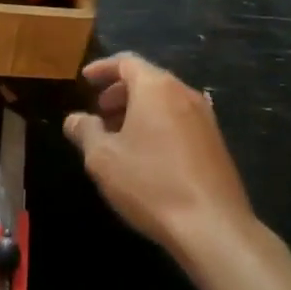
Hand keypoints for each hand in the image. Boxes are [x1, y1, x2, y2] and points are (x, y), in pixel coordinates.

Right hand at [63, 54, 253, 262]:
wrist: (213, 227)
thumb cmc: (151, 183)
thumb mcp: (103, 158)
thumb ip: (85, 131)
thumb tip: (74, 119)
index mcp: (156, 88)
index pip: (126, 62)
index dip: (102, 68)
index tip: (85, 80)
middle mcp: (184, 94)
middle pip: (148, 79)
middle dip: (120, 91)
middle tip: (99, 111)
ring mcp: (205, 118)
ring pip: (165, 101)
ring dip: (139, 110)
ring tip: (118, 135)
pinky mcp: (216, 143)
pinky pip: (179, 120)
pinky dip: (158, 124)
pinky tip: (146, 154)